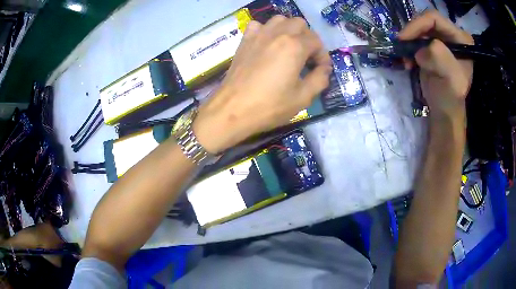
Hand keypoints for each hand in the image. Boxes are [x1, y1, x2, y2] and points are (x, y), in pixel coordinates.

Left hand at [193, 16, 331, 153]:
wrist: (232, 109)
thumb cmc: (269, 105)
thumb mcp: (303, 97)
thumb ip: (320, 79)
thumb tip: (324, 69)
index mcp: (294, 46)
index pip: (316, 42)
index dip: (322, 56)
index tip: (320, 70)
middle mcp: (278, 34)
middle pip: (300, 24)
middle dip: (308, 39)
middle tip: (306, 58)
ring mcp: (259, 34)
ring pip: (280, 20)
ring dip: (289, 30)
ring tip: (289, 48)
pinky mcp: (245, 40)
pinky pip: (258, 25)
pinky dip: (267, 30)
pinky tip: (267, 44)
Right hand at [399, 10, 473, 119]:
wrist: (444, 111)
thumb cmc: (451, 98)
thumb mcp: (451, 80)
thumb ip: (440, 58)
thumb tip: (421, 50)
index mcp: (462, 40)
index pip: (435, 18)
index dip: (418, 24)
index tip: (404, 39)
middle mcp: (452, 35)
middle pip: (426, 21)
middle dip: (412, 34)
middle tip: (402, 47)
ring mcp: (442, 40)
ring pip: (419, 29)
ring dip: (409, 42)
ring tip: (406, 59)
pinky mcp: (432, 47)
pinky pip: (416, 39)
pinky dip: (409, 48)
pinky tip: (408, 61)